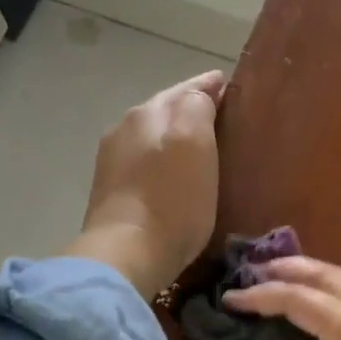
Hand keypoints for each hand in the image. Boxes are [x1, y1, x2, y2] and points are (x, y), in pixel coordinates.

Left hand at [68, 70, 226, 297]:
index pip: (185, 89)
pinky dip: (162, 163)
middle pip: (166, 111)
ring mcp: (112, 161)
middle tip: (222, 119)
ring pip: (153, 137)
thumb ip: (198, 106)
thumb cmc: (171, 199)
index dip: (209, 86)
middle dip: (191, 111)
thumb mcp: (195, 142)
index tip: (230, 86)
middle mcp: (125, 128)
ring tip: (202, 148)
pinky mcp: (110, 192)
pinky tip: (175, 177)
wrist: (127, 254)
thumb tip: (201, 94)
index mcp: (147, 112)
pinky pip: (144, 164)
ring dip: (175, 138)